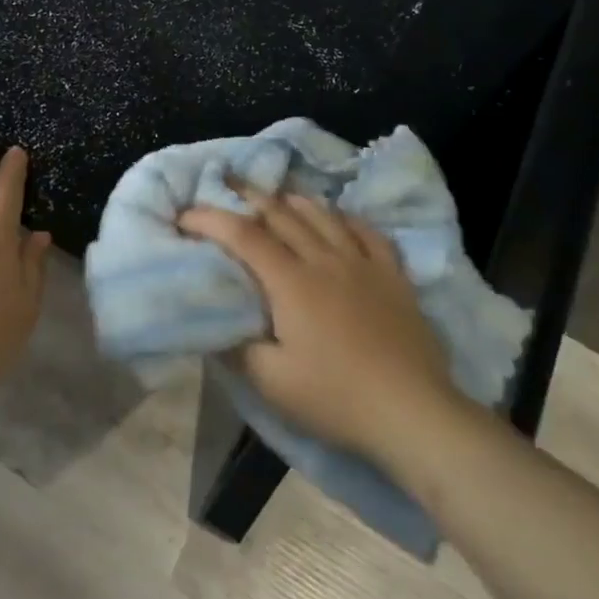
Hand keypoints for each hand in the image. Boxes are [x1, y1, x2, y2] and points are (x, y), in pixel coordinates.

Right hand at [178, 184, 454, 471]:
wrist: (413, 412)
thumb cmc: (336, 398)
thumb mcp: (272, 383)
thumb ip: (236, 349)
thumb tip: (213, 323)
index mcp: (291, 281)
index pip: (243, 235)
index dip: (210, 219)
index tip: (184, 216)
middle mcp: (324, 259)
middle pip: (282, 214)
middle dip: (248, 196)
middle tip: (225, 187)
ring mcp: (363, 263)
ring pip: (323, 215)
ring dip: (294, 201)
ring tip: (277, 197)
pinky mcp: (393, 276)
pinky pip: (368, 232)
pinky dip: (345, 218)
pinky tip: (339, 218)